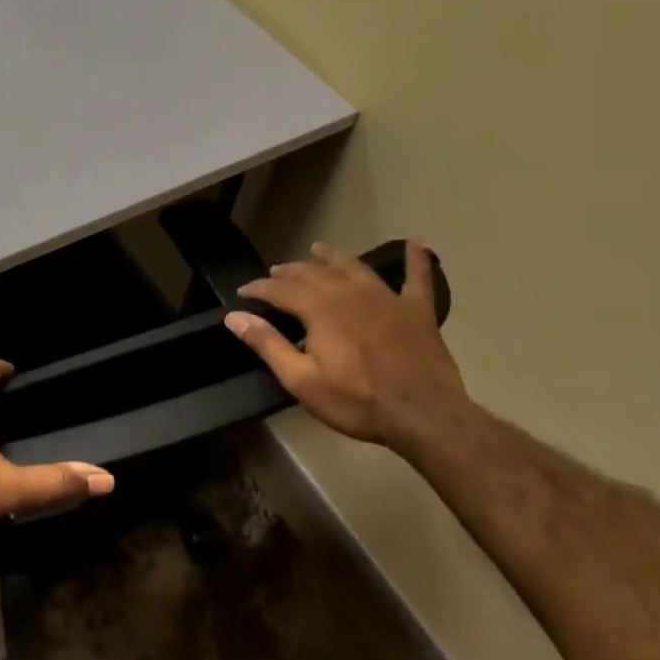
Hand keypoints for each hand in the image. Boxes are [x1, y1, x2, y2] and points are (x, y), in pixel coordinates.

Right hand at [224, 241, 472, 451]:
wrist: (425, 416)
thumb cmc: (357, 401)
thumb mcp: (301, 379)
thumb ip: (268, 343)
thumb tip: (235, 316)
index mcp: (320, 309)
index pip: (280, 289)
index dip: (258, 288)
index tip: (243, 292)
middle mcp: (350, 293)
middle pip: (313, 272)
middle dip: (290, 271)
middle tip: (275, 273)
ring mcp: (387, 298)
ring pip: (354, 267)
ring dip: (333, 257)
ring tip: (318, 250)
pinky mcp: (417, 311)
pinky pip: (418, 278)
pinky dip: (417, 260)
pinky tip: (418, 244)